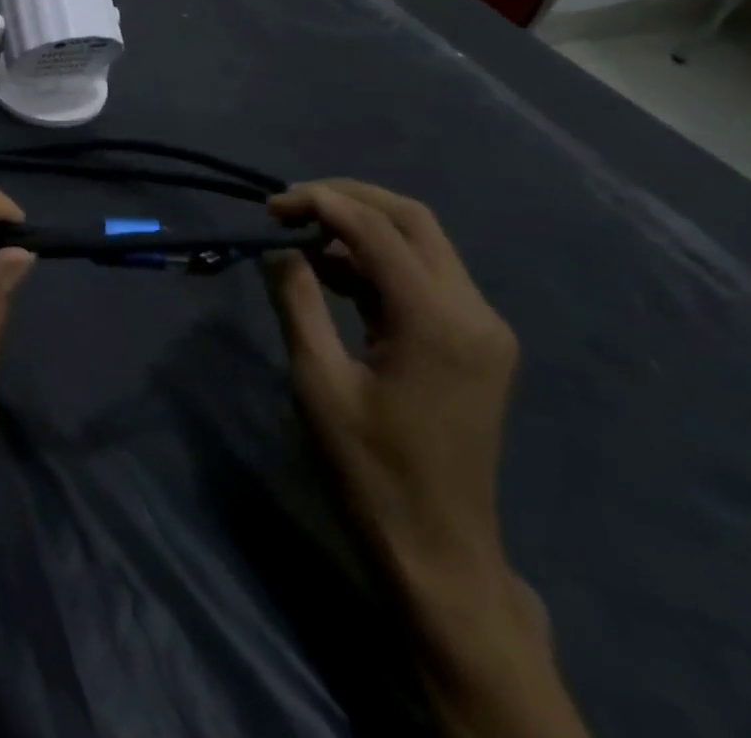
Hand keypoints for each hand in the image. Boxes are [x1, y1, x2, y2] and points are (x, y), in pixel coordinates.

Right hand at [264, 180, 518, 592]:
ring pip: (421, 243)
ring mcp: (481, 327)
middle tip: (289, 206)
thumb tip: (278, 248)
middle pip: (412, 219)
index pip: (376, 229)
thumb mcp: (318, 380)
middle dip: (347, 199)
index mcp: (437, 321)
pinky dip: (377, 261)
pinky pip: (424, 277)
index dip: (320, 203)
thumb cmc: (369, 468)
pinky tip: (332, 272)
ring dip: (362, 228)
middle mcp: (473, 311)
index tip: (269, 206)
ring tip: (301, 237)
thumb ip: (297, 301)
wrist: (438, 551)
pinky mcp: (474, 342)